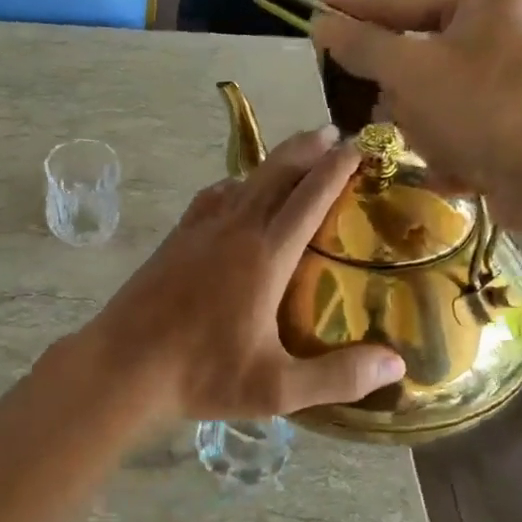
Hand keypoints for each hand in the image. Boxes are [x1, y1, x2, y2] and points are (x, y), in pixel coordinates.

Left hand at [83, 127, 404, 423]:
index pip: (309, 198)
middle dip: (306, 148)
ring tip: (292, 157)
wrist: (124, 365)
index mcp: (264, 256)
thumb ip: (338, 376)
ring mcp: (199, 230)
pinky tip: (234, 192)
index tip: (357, 145)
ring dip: (272, 163)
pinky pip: (212, 197)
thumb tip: (396, 366)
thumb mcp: (277, 388)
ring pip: (242, 180)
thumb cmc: (202, 375)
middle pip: (275, 174)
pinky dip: (235, 184)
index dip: (336, 168)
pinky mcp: (175, 239)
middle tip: (331, 133)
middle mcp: (234, 230)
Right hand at [312, 0, 521, 230]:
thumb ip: (361, 45)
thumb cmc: (486, 110)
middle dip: (397, 90)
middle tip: (368, 108)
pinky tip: (457, 166)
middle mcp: (505, 25)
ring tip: (432, 146)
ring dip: (422, 124)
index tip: (312, 16)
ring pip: (432, 91)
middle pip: (416, 50)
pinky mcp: (517, 114)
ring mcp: (514, 71)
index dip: (351, 10)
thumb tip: (321, 23)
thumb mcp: (410, 71)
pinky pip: (459, 118)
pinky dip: (449, 143)